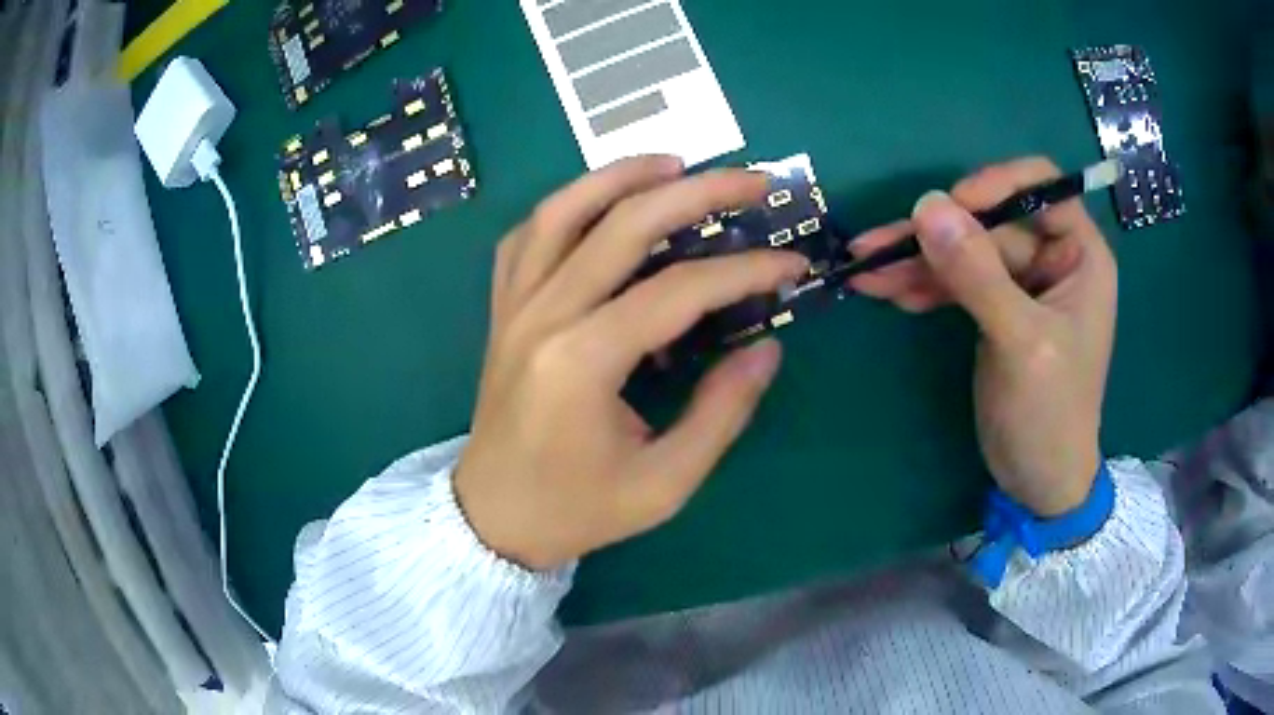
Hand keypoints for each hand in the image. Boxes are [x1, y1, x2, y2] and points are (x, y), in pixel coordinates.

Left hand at [454, 157, 809, 569]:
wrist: (493, 518)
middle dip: (698, 193)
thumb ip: (721, 412)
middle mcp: (543, 316)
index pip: (679, 290)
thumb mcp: (664, 482)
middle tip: (752, 180)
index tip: (791, 262)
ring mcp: (514, 306)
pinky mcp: (502, 309)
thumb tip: (766, 347)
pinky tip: (599, 202)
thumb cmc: (577, 509)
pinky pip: (526, 236)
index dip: (745, 270)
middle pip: (624, 225)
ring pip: (563, 211)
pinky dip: (565, 206)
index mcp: (583, 362)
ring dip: (621, 175)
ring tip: (675, 163)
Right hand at [850, 158, 1116, 515]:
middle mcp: (1052, 258)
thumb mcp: (1021, 342)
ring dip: (917, 260)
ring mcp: (1021, 283)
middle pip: (989, 221)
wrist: (1038, 479)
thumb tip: (927, 205)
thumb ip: (978, 274)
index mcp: (1080, 254)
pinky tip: (889, 292)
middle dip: (937, 235)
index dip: (995, 185)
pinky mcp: (995, 308)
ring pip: (965, 250)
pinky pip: (956, 281)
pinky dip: (923, 285)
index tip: (949, 207)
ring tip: (865, 269)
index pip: (1039, 186)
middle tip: (876, 246)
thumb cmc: (1051, 413)